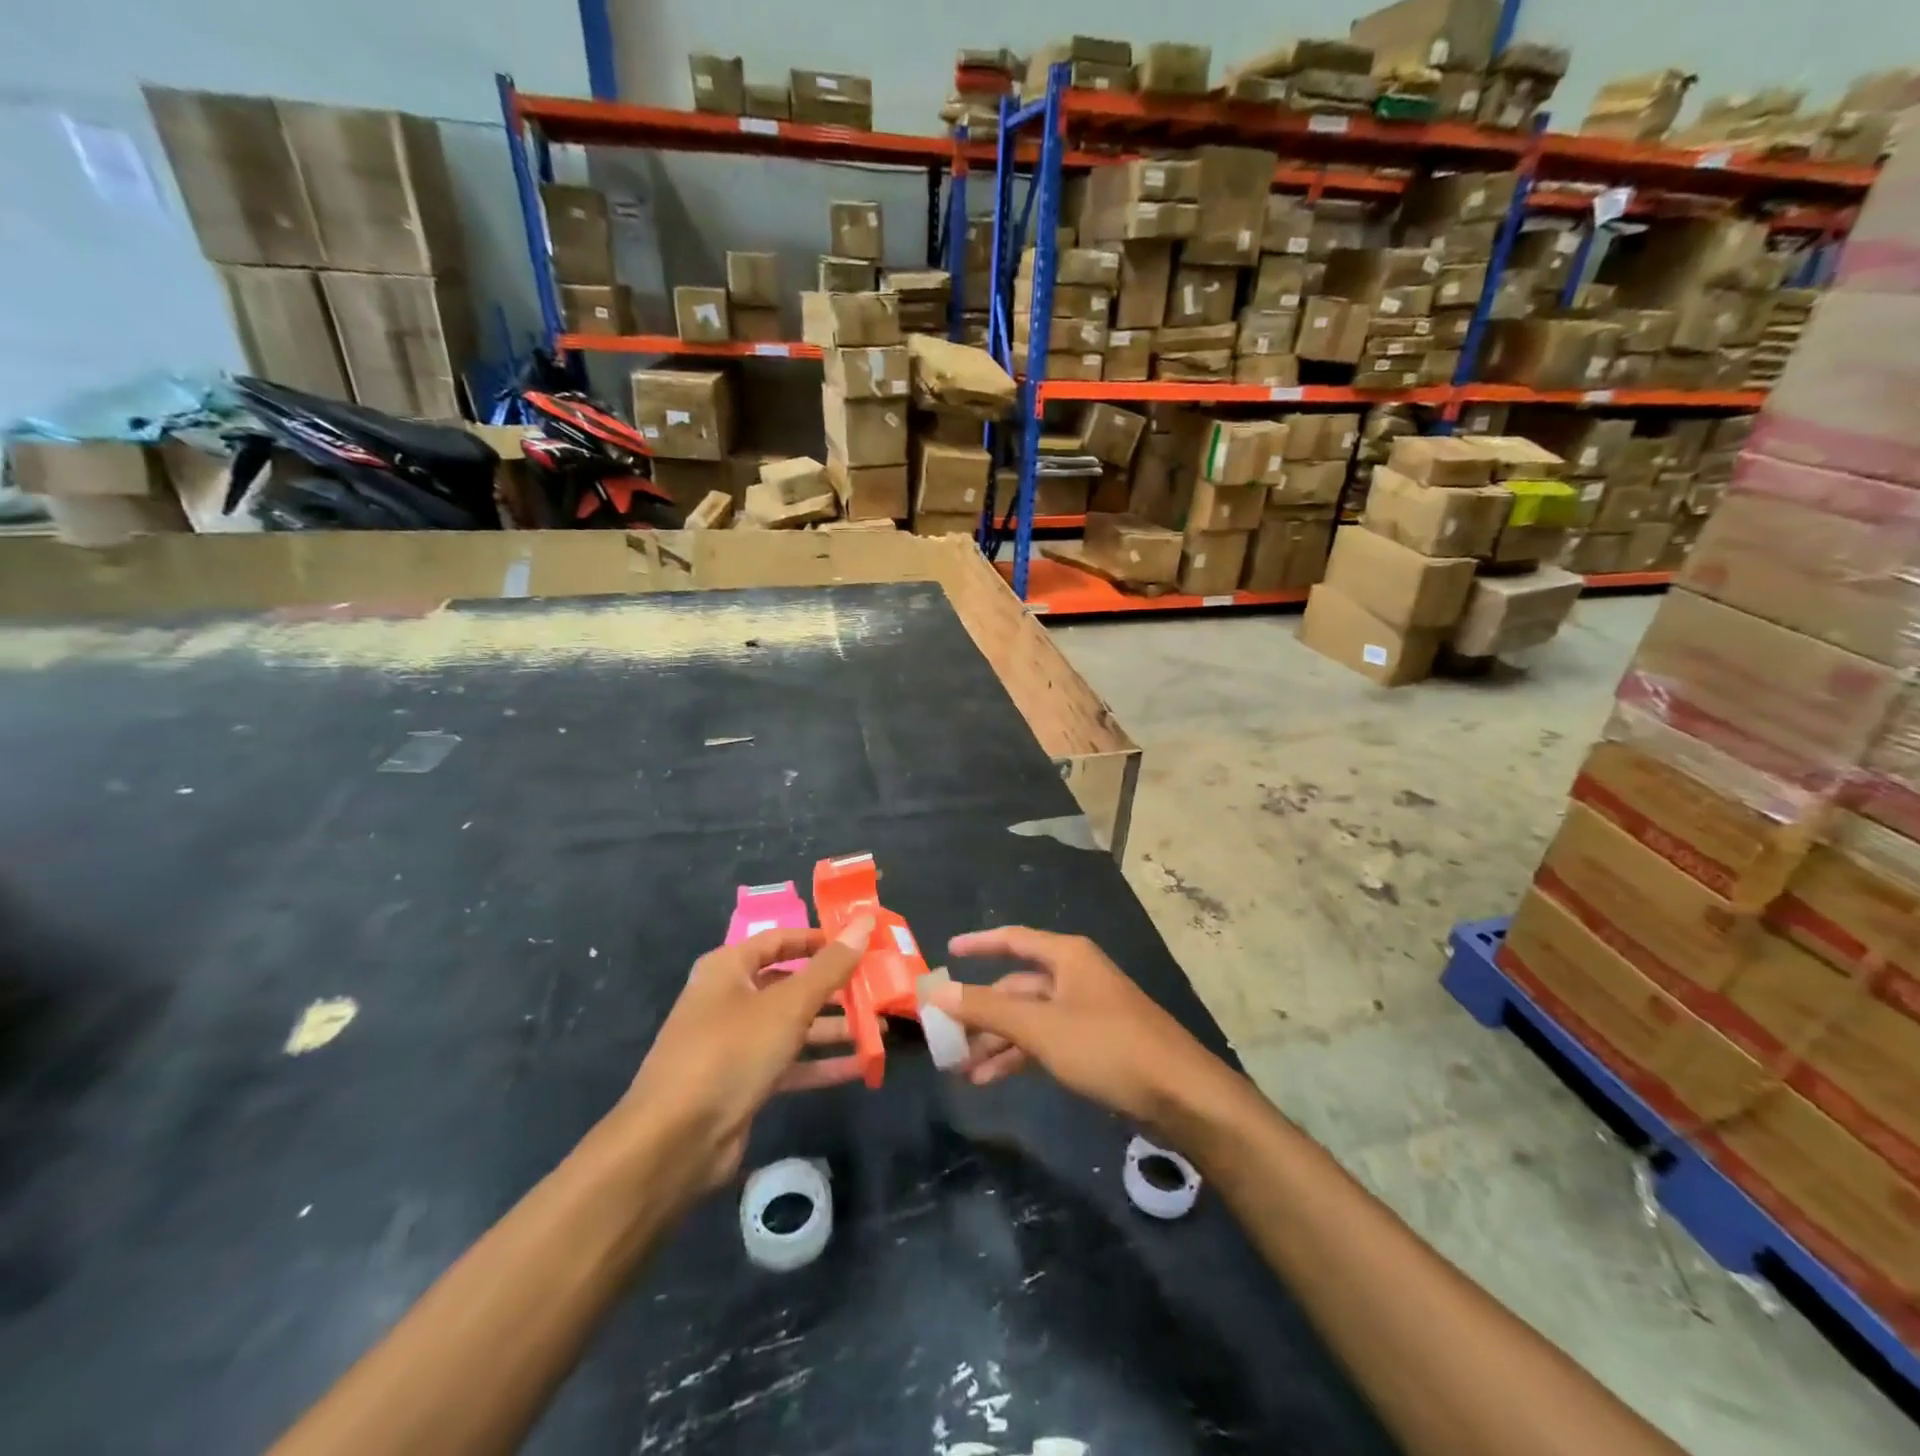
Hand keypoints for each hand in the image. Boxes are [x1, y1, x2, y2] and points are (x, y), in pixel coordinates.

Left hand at [616, 915, 874, 1198]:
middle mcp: (729, 999)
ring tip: (879, 1029)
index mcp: (729, 968)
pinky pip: (789, 1063)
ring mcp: (735, 1043)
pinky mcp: (743, 1082)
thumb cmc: (730, 1051)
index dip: (819, 940)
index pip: (780, 939)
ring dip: (833, 1028)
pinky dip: (820, 1063)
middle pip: (790, 984)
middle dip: (834, 988)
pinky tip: (860, 1066)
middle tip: (878, 988)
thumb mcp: (787, 1005)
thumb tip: (864, 921)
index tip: (860, 943)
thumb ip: (830, 966)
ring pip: (792, 1026)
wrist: (673, 1141)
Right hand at [929, 926, 1242, 1139]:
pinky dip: (1019, 1056)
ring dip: (996, 1041)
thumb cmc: (1107, 1046)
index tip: (948, 953)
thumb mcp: (1040, 1027)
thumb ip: (986, 1009)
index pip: (1013, 939)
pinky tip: (991, 1079)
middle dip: (981, 1011)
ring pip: (1029, 1019)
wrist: (1180, 1094)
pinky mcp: (1095, 1044)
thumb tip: (936, 992)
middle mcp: (1075, 976)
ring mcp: (1086, 1011)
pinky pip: (1045, 1041)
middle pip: (1017, 986)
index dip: (979, 943)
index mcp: (1067, 957)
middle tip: (945, 1034)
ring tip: (961, 1068)